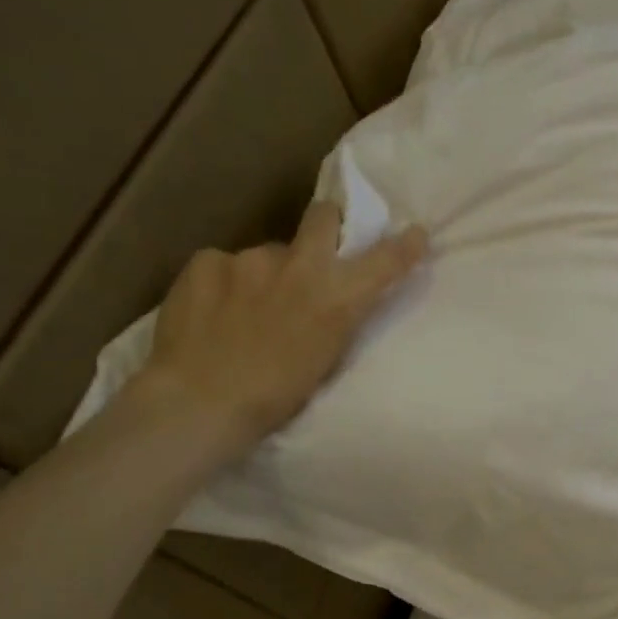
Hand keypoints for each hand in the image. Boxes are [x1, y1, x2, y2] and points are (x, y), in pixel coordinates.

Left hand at [126, 200, 427, 459]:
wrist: (201, 402)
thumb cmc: (274, 398)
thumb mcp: (324, 359)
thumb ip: (334, 319)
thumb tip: (329, 298)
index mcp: (336, 299)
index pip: (384, 262)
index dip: (404, 246)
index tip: (416, 234)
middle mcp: (299, 266)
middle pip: (323, 217)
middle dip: (326, 225)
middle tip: (315, 249)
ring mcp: (249, 258)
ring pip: (267, 254)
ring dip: (266, 273)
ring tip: (245, 309)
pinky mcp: (206, 261)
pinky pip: (224, 265)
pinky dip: (224, 284)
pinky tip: (212, 312)